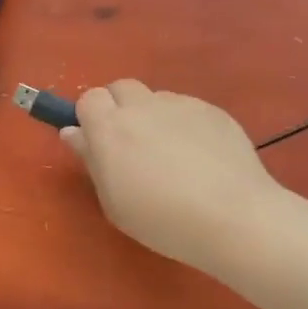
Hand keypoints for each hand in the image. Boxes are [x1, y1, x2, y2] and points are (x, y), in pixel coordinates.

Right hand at [60, 80, 281, 274]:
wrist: (234, 217)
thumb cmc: (163, 220)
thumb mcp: (114, 202)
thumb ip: (91, 160)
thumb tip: (73, 132)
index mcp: (110, 127)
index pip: (89, 98)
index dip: (91, 117)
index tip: (99, 142)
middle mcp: (142, 106)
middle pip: (121, 87)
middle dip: (120, 108)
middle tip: (132, 145)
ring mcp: (181, 104)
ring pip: (156, 98)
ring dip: (153, 116)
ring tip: (173, 155)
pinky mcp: (213, 110)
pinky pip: (188, 109)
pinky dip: (185, 125)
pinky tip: (201, 158)